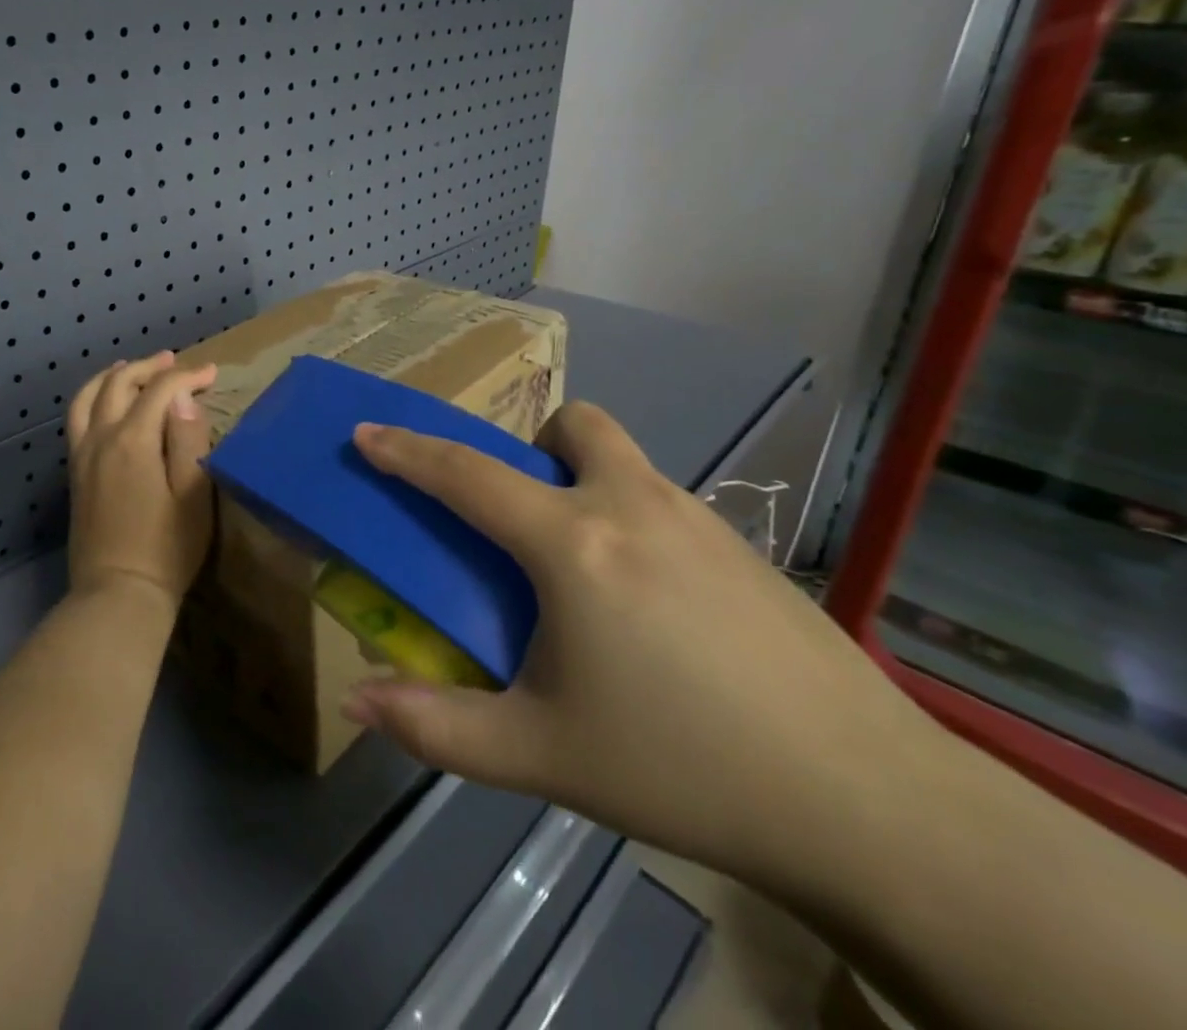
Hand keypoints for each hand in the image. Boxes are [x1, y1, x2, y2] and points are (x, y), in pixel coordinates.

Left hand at [65, 352, 218, 607]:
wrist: (118, 594)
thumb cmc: (167, 548)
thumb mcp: (193, 496)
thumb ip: (188, 440)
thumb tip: (182, 399)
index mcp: (133, 440)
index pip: (160, 390)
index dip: (188, 377)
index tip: (213, 374)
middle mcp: (101, 439)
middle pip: (119, 384)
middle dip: (149, 367)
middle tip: (175, 363)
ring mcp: (82, 456)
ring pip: (89, 397)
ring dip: (113, 377)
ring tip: (131, 369)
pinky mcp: (75, 474)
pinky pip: (78, 419)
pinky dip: (94, 398)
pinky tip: (107, 405)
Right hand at [342, 402, 936, 893]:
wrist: (876, 808)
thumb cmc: (684, 768)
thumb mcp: (542, 755)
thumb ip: (437, 726)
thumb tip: (356, 702)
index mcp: (573, 545)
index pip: (467, 476)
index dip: (407, 451)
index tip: (367, 431)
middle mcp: (632, 507)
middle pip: (572, 425)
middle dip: (532, 447)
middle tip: (523, 517)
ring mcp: (700, 520)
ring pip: (624, 458)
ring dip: (585, 480)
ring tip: (585, 569)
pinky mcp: (747, 548)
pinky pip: (664, 501)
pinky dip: (633, 519)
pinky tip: (654, 609)